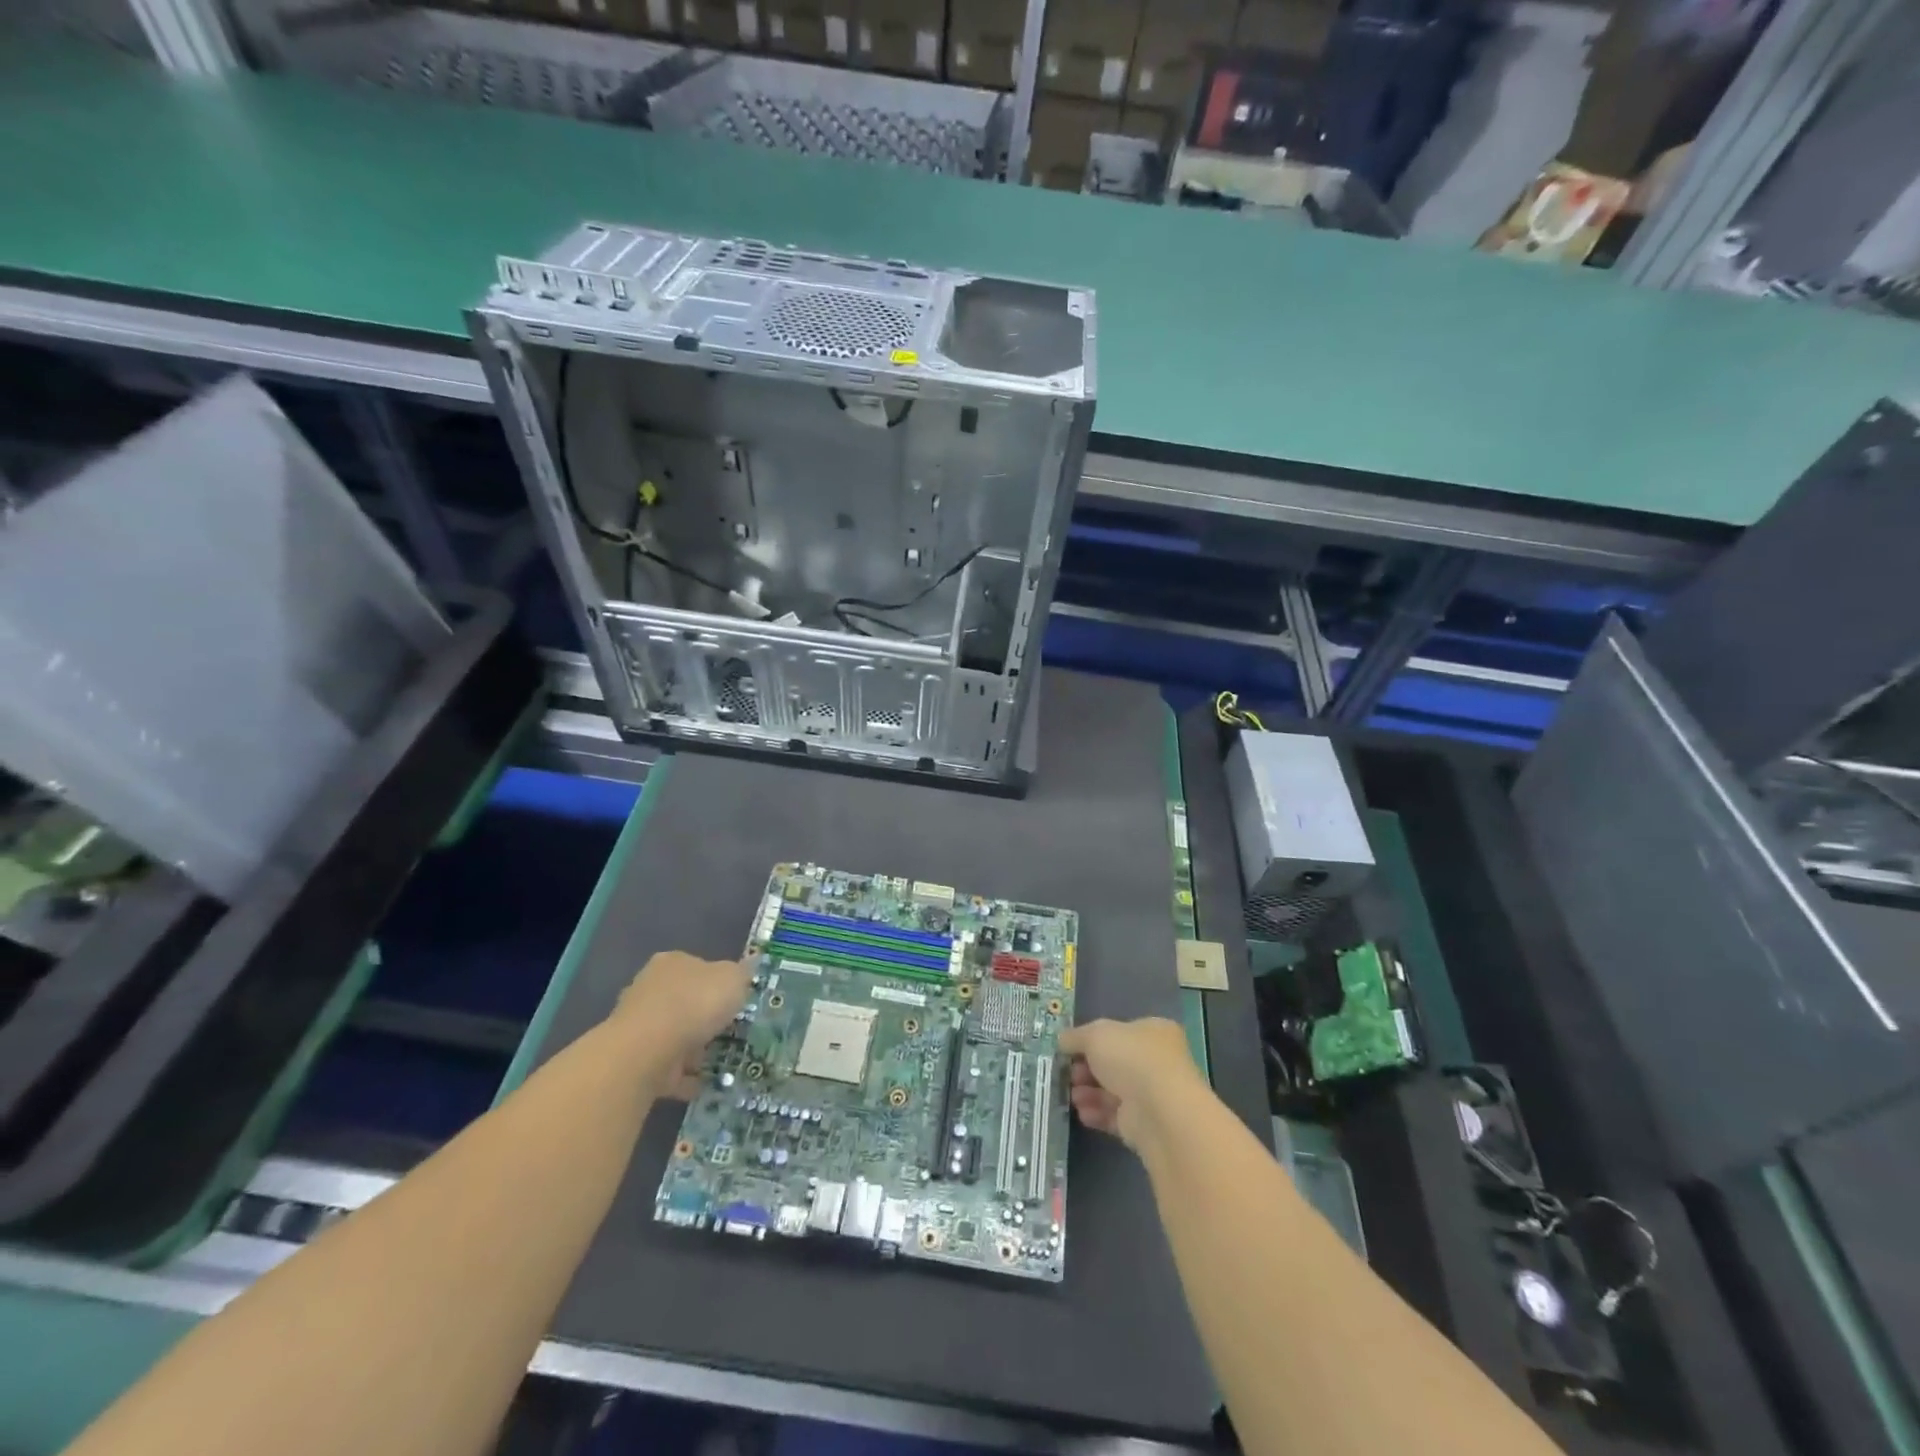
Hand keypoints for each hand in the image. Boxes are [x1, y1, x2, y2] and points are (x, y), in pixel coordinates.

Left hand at [610, 951, 750, 1099]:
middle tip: (730, 1032)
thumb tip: (751, 963)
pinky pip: (666, 1067)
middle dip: (704, 1018)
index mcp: (673, 962)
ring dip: (694, 1049)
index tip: (736, 1001)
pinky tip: (704, 1085)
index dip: (718, 982)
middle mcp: (650, 988)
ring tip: (721, 1062)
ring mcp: (638, 1025)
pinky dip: (684, 1076)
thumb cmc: (694, 1004)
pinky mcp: (634, 1059)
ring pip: (674, 1034)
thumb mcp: (733, 979)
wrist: (646, 1051)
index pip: (698, 967)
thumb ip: (743, 974)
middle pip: (684, 1001)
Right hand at [1059, 1017, 1208, 1151]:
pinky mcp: (1145, 1124)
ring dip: (1089, 1092)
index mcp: (1153, 1032)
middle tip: (1070, 1075)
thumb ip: (1075, 1036)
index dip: (1094, 1040)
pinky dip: (1097, 1113)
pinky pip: (1116, 1116)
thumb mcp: (1095, 1035)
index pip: (1120, 1032)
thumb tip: (1062, 1040)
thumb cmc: (1130, 1058)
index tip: (1071, 1049)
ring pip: (1113, 1090)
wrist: (1159, 1110)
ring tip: (1073, 1097)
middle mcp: (1157, 1061)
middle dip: (1087, 1069)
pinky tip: (1082, 1113)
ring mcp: (1152, 1094)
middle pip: (1114, 1063)